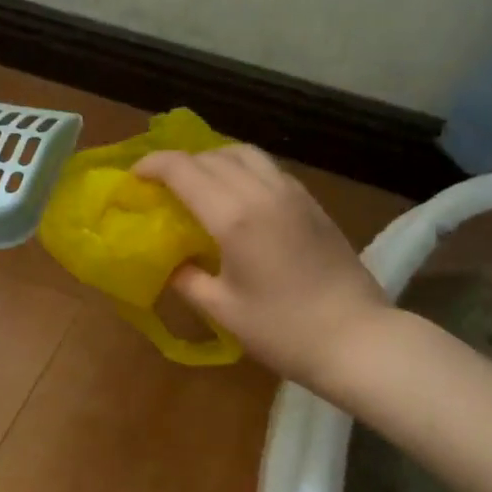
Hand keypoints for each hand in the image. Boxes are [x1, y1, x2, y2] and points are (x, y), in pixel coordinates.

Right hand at [133, 146, 386, 390]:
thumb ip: (187, 279)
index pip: (184, 170)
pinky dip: (242, 169)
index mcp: (234, 216)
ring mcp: (292, 193)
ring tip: (198, 183)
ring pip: (245, 153)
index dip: (153, 165)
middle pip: (212, 155)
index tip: (135, 176)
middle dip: (180, 163)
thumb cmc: (283, 330)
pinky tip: (237, 196)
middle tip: (161, 184)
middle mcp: (262, 192)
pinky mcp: (311, 202)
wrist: (356, 337)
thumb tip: (169, 263)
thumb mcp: (223, 309)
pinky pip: (268, 168)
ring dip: (214, 159)